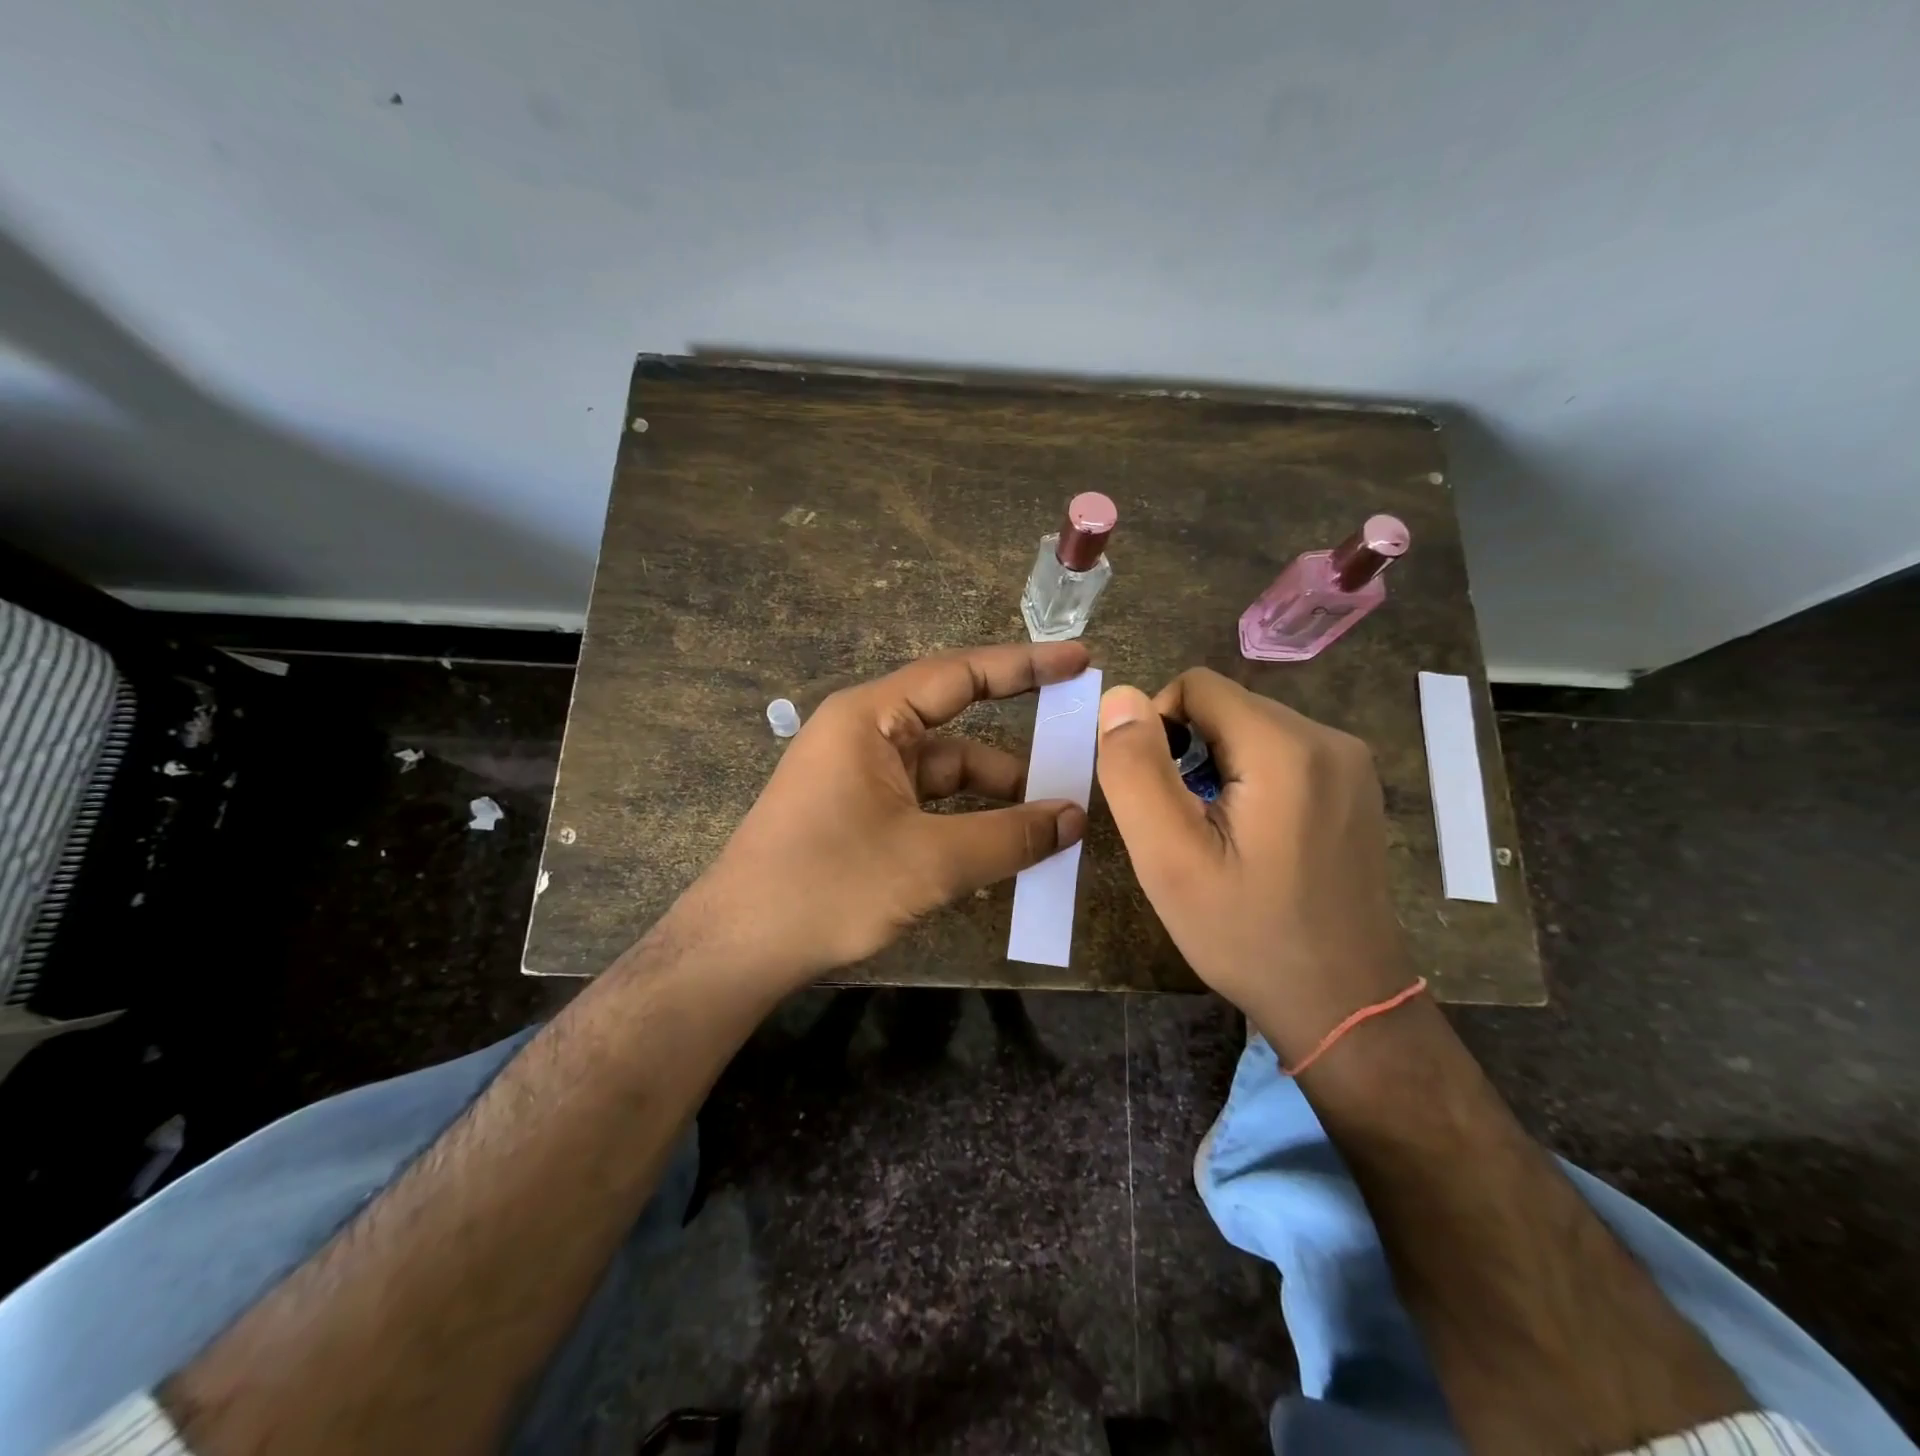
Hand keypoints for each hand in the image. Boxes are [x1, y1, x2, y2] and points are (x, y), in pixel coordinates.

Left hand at [696, 642, 1091, 981]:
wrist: (739, 948)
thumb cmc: (830, 885)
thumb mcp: (930, 861)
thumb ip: (1009, 836)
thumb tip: (1074, 819)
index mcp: (872, 718)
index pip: (961, 674)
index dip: (1025, 665)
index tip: (1080, 661)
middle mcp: (865, 734)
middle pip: (957, 728)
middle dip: (1017, 751)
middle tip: (1079, 757)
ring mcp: (860, 776)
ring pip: (944, 774)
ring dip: (995, 797)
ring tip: (1055, 823)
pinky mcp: (858, 813)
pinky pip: (926, 804)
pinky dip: (966, 821)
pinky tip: (1005, 845)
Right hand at [1095, 669, 1412, 1062]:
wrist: (1342, 1003)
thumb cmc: (1246, 934)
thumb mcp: (1169, 858)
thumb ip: (1136, 770)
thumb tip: (1120, 698)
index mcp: (1286, 748)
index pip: (1195, 686)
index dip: (1157, 728)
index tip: (1157, 795)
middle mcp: (1329, 739)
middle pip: (1225, 707)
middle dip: (1188, 751)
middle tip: (1183, 825)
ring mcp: (1350, 764)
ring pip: (1250, 729)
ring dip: (1216, 766)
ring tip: (1215, 834)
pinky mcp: (1355, 787)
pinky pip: (1281, 754)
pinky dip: (1249, 779)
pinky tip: (1251, 837)